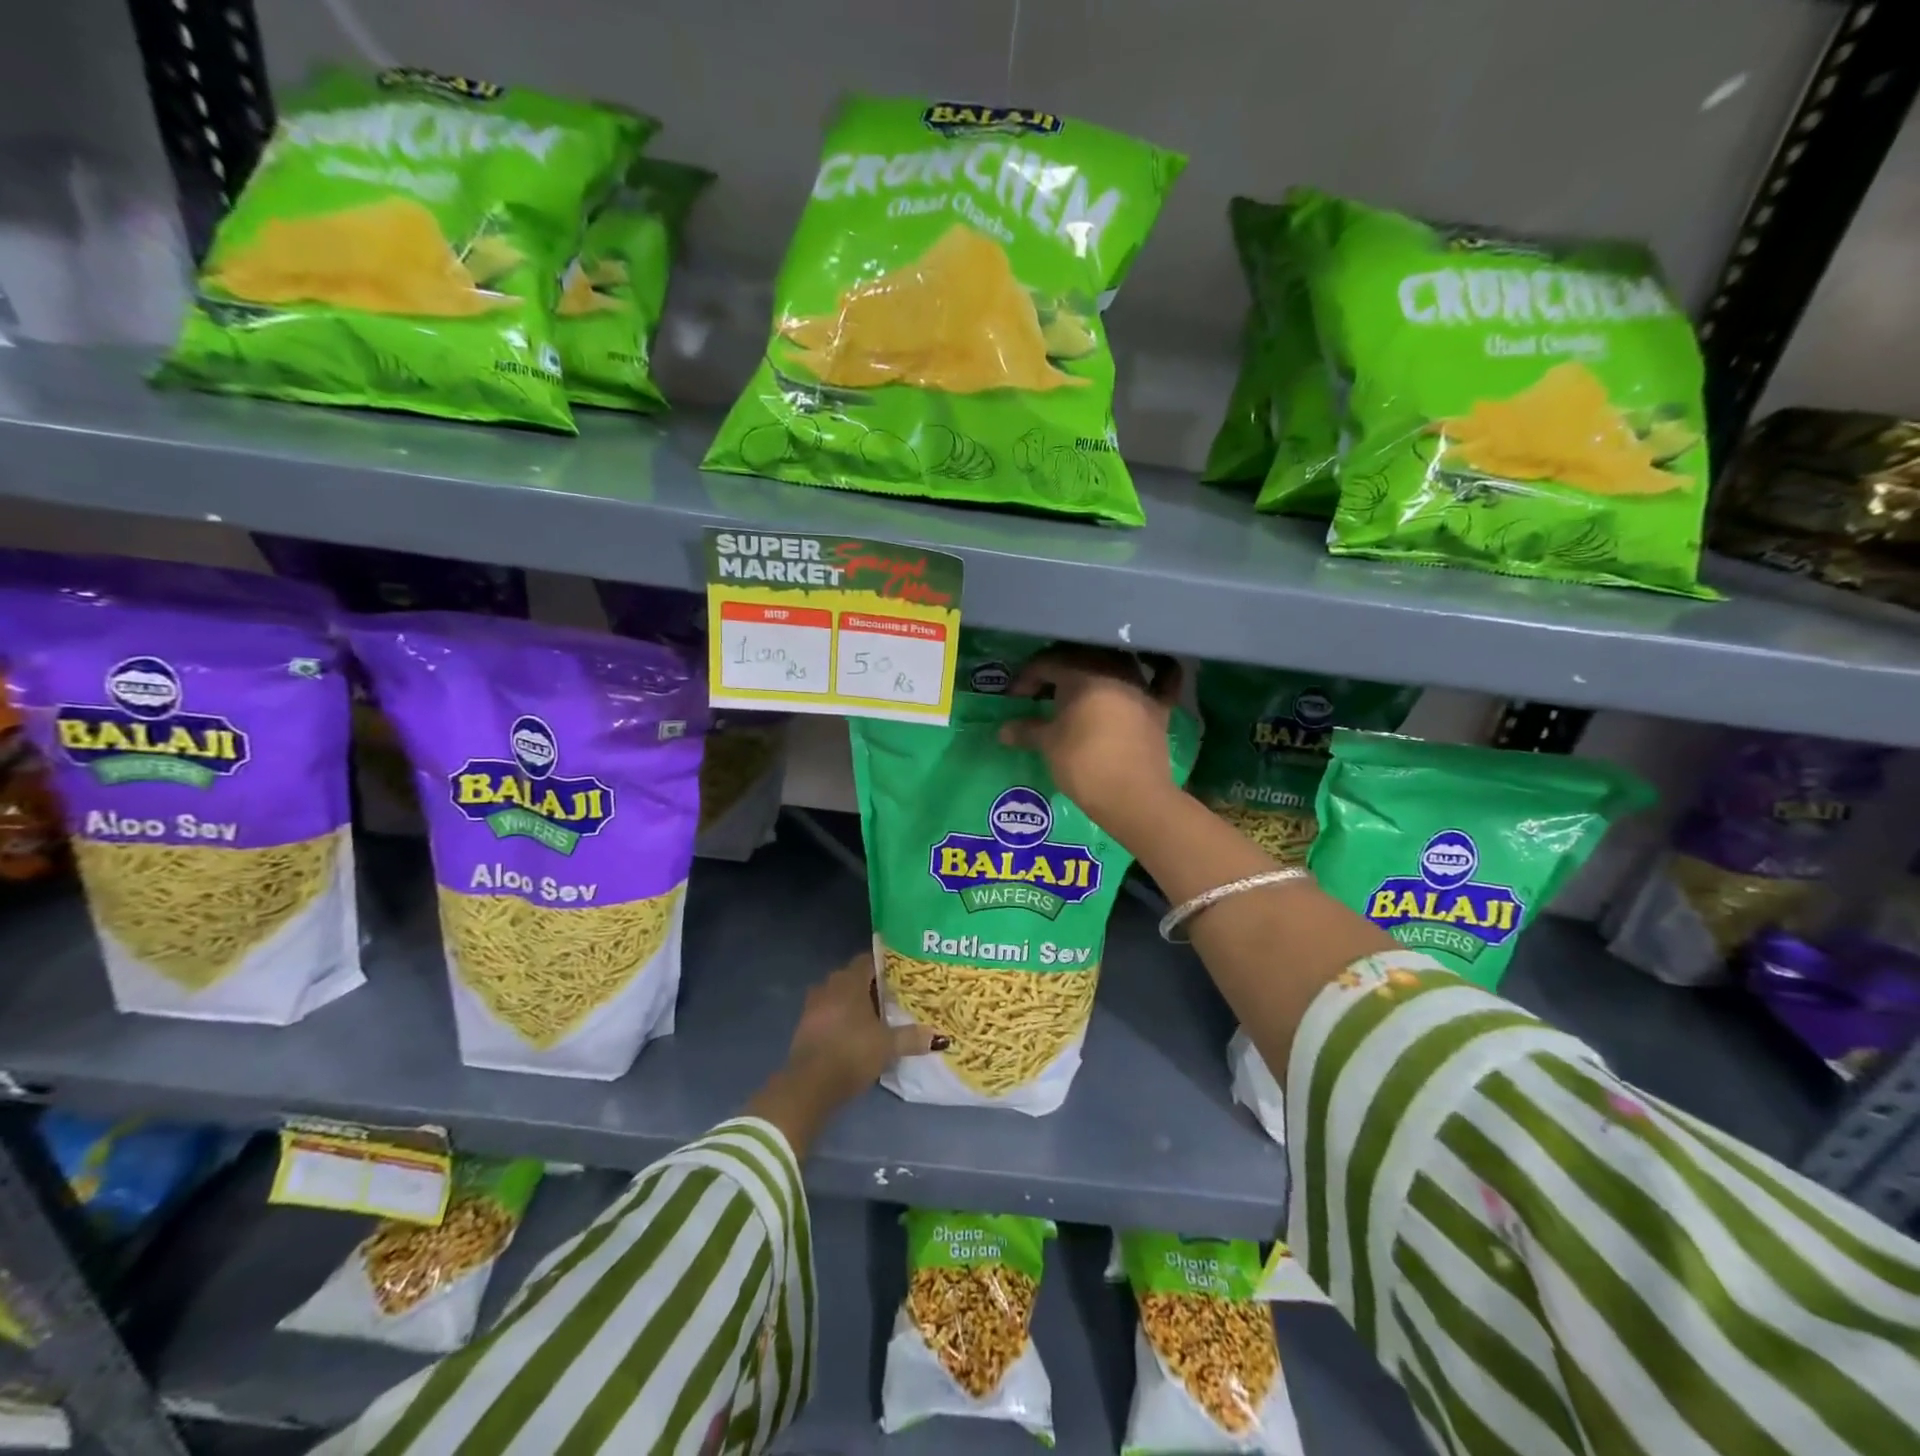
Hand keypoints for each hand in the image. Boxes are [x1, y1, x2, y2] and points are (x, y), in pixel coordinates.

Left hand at [785, 953, 939, 1105]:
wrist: (809, 1085)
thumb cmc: (852, 1053)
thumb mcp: (887, 1046)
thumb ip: (912, 1037)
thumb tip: (939, 1036)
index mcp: (849, 981)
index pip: (868, 960)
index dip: (885, 965)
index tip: (902, 974)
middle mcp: (829, 986)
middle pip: (853, 977)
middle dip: (871, 985)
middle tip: (893, 996)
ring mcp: (813, 1005)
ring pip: (839, 995)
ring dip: (854, 1002)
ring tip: (876, 1015)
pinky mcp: (805, 1025)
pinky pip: (828, 1011)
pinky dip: (841, 1017)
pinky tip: (855, 1032)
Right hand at [997, 646, 1181, 840]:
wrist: (1133, 796)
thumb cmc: (1083, 764)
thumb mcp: (1048, 745)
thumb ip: (1027, 730)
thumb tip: (1003, 730)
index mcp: (1081, 674)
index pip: (1046, 663)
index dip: (1026, 678)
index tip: (1015, 698)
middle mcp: (1113, 670)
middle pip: (1080, 657)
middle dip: (1058, 670)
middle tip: (1042, 691)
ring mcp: (1141, 687)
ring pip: (1118, 661)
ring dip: (1097, 668)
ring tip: (1080, 687)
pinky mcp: (1160, 708)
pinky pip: (1163, 679)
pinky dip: (1158, 670)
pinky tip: (1153, 668)